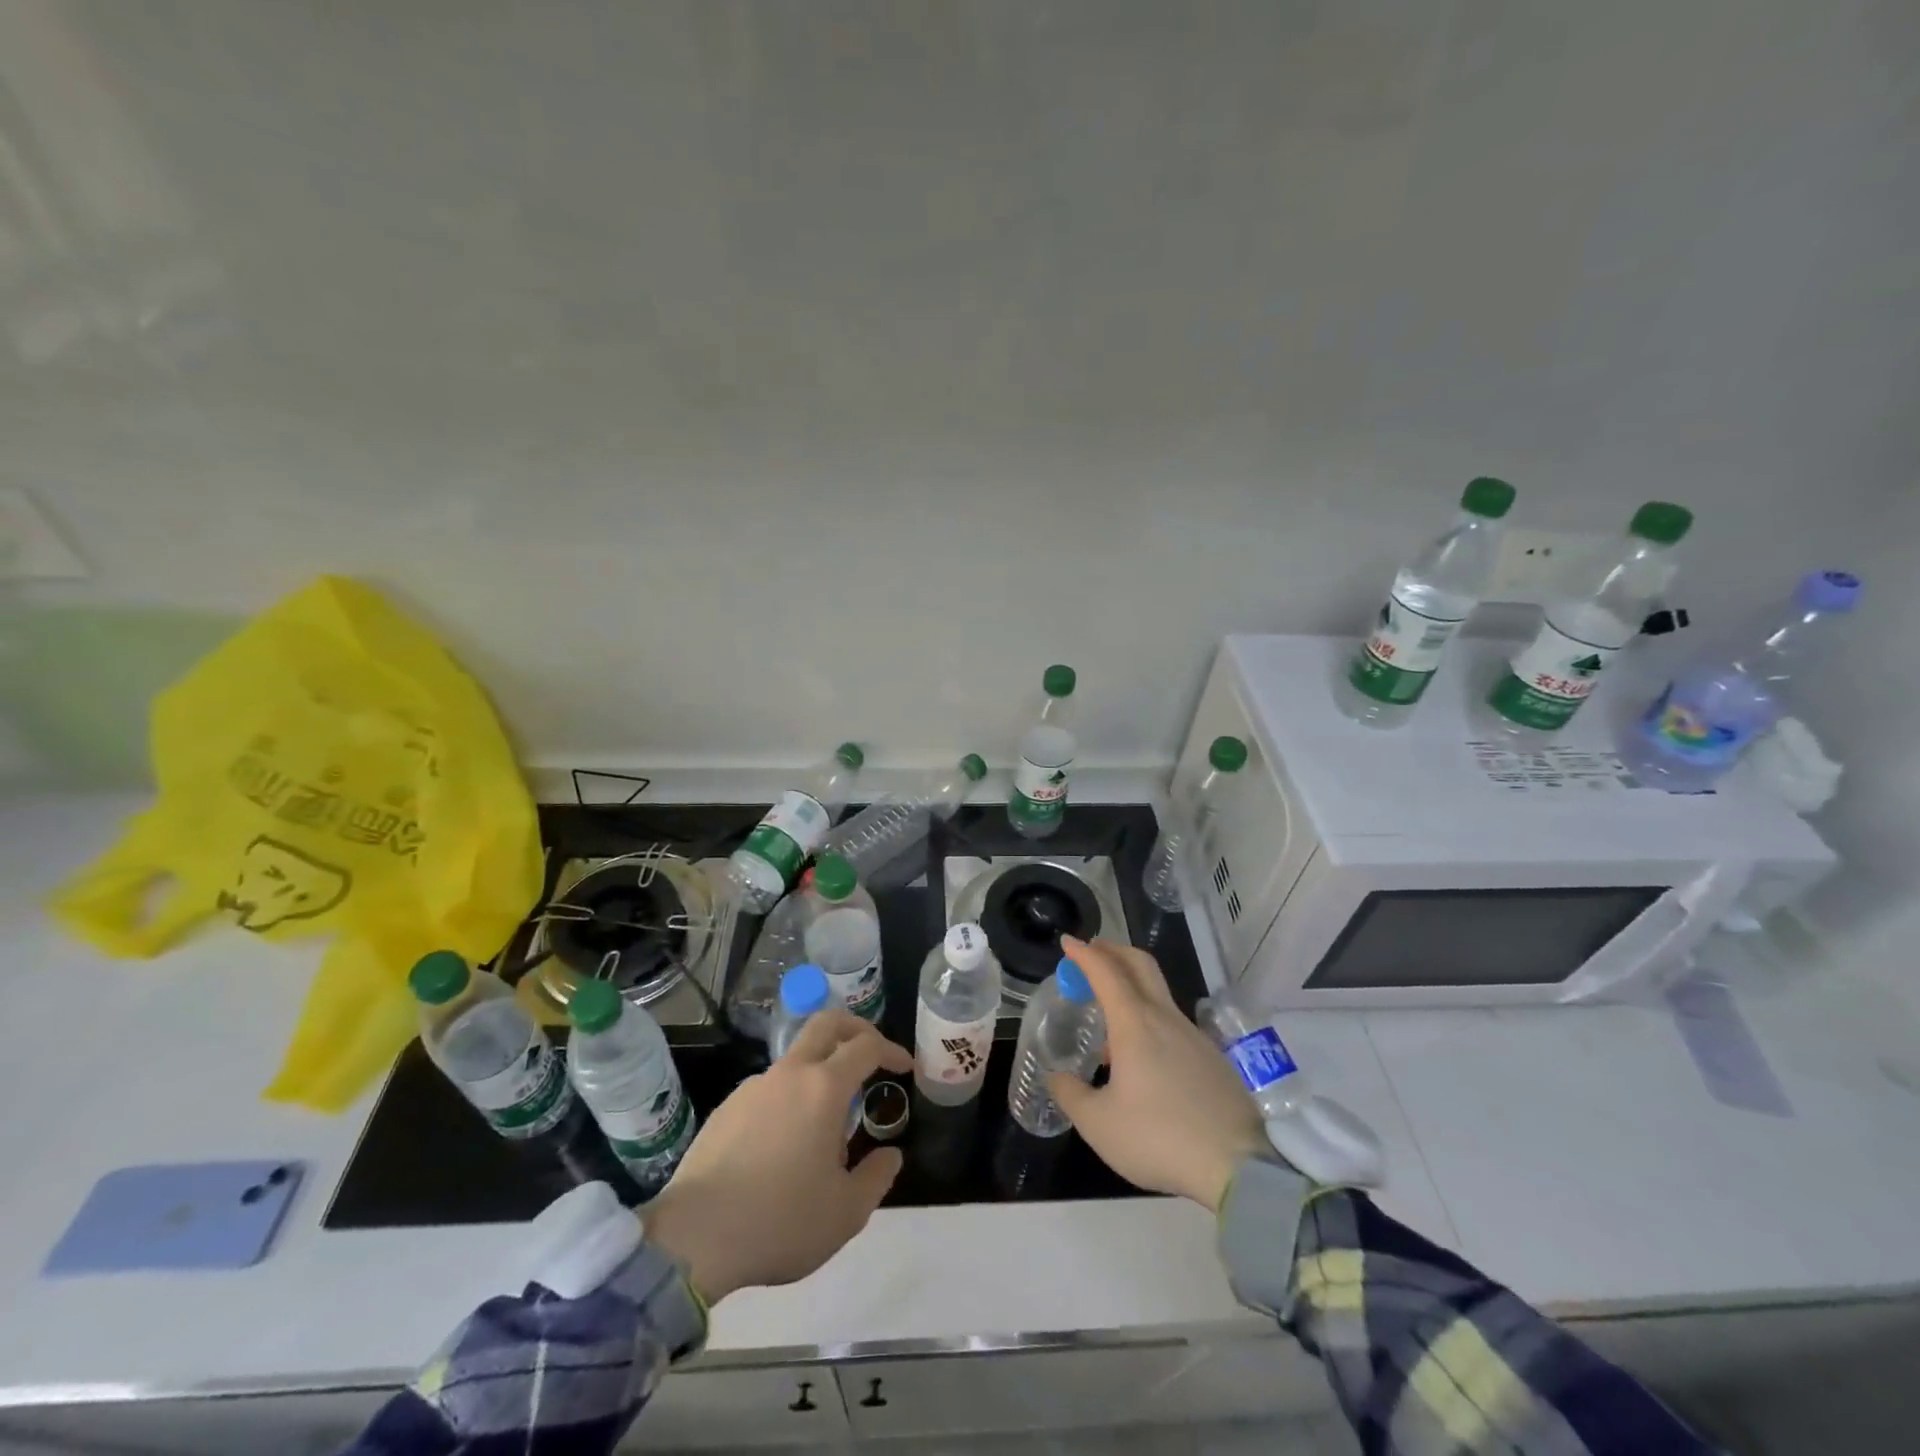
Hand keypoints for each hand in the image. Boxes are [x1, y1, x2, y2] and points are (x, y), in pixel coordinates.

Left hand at [644, 1010, 911, 1301]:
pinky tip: (784, 1148)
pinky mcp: (726, 1108)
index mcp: (824, 1088)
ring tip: (825, 1129)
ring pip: (795, 1060)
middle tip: (871, 1053)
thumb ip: (877, 1177)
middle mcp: (789, 1074)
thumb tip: (891, 1155)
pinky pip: (768, 1090)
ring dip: (819, 1074)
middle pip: (826, 1023)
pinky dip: (788, 1101)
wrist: (693, 1239)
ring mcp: (752, 1087)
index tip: (904, 1067)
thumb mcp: (846, 1212)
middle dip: (855, 1028)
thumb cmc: (780, 1221)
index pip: (866, 1046)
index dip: (891, 1050)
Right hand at [1048, 936, 1266, 1210]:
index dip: (1083, 953)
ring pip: (1158, 993)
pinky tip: (1142, 1055)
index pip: (1106, 971)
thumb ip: (1070, 1094)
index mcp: (1135, 1024)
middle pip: (1140, 964)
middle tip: (1092, 953)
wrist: (1238, 1166)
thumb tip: (1056, 1077)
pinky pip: (1172, 1022)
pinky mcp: (1211, 1057)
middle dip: (1113, 951)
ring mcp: (1194, 1035)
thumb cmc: (1158, 1137)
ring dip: (1131, 986)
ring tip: (1109, 1016)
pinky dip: (1149, 1017)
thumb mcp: (1098, 1124)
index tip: (1067, 942)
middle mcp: (1165, 1018)